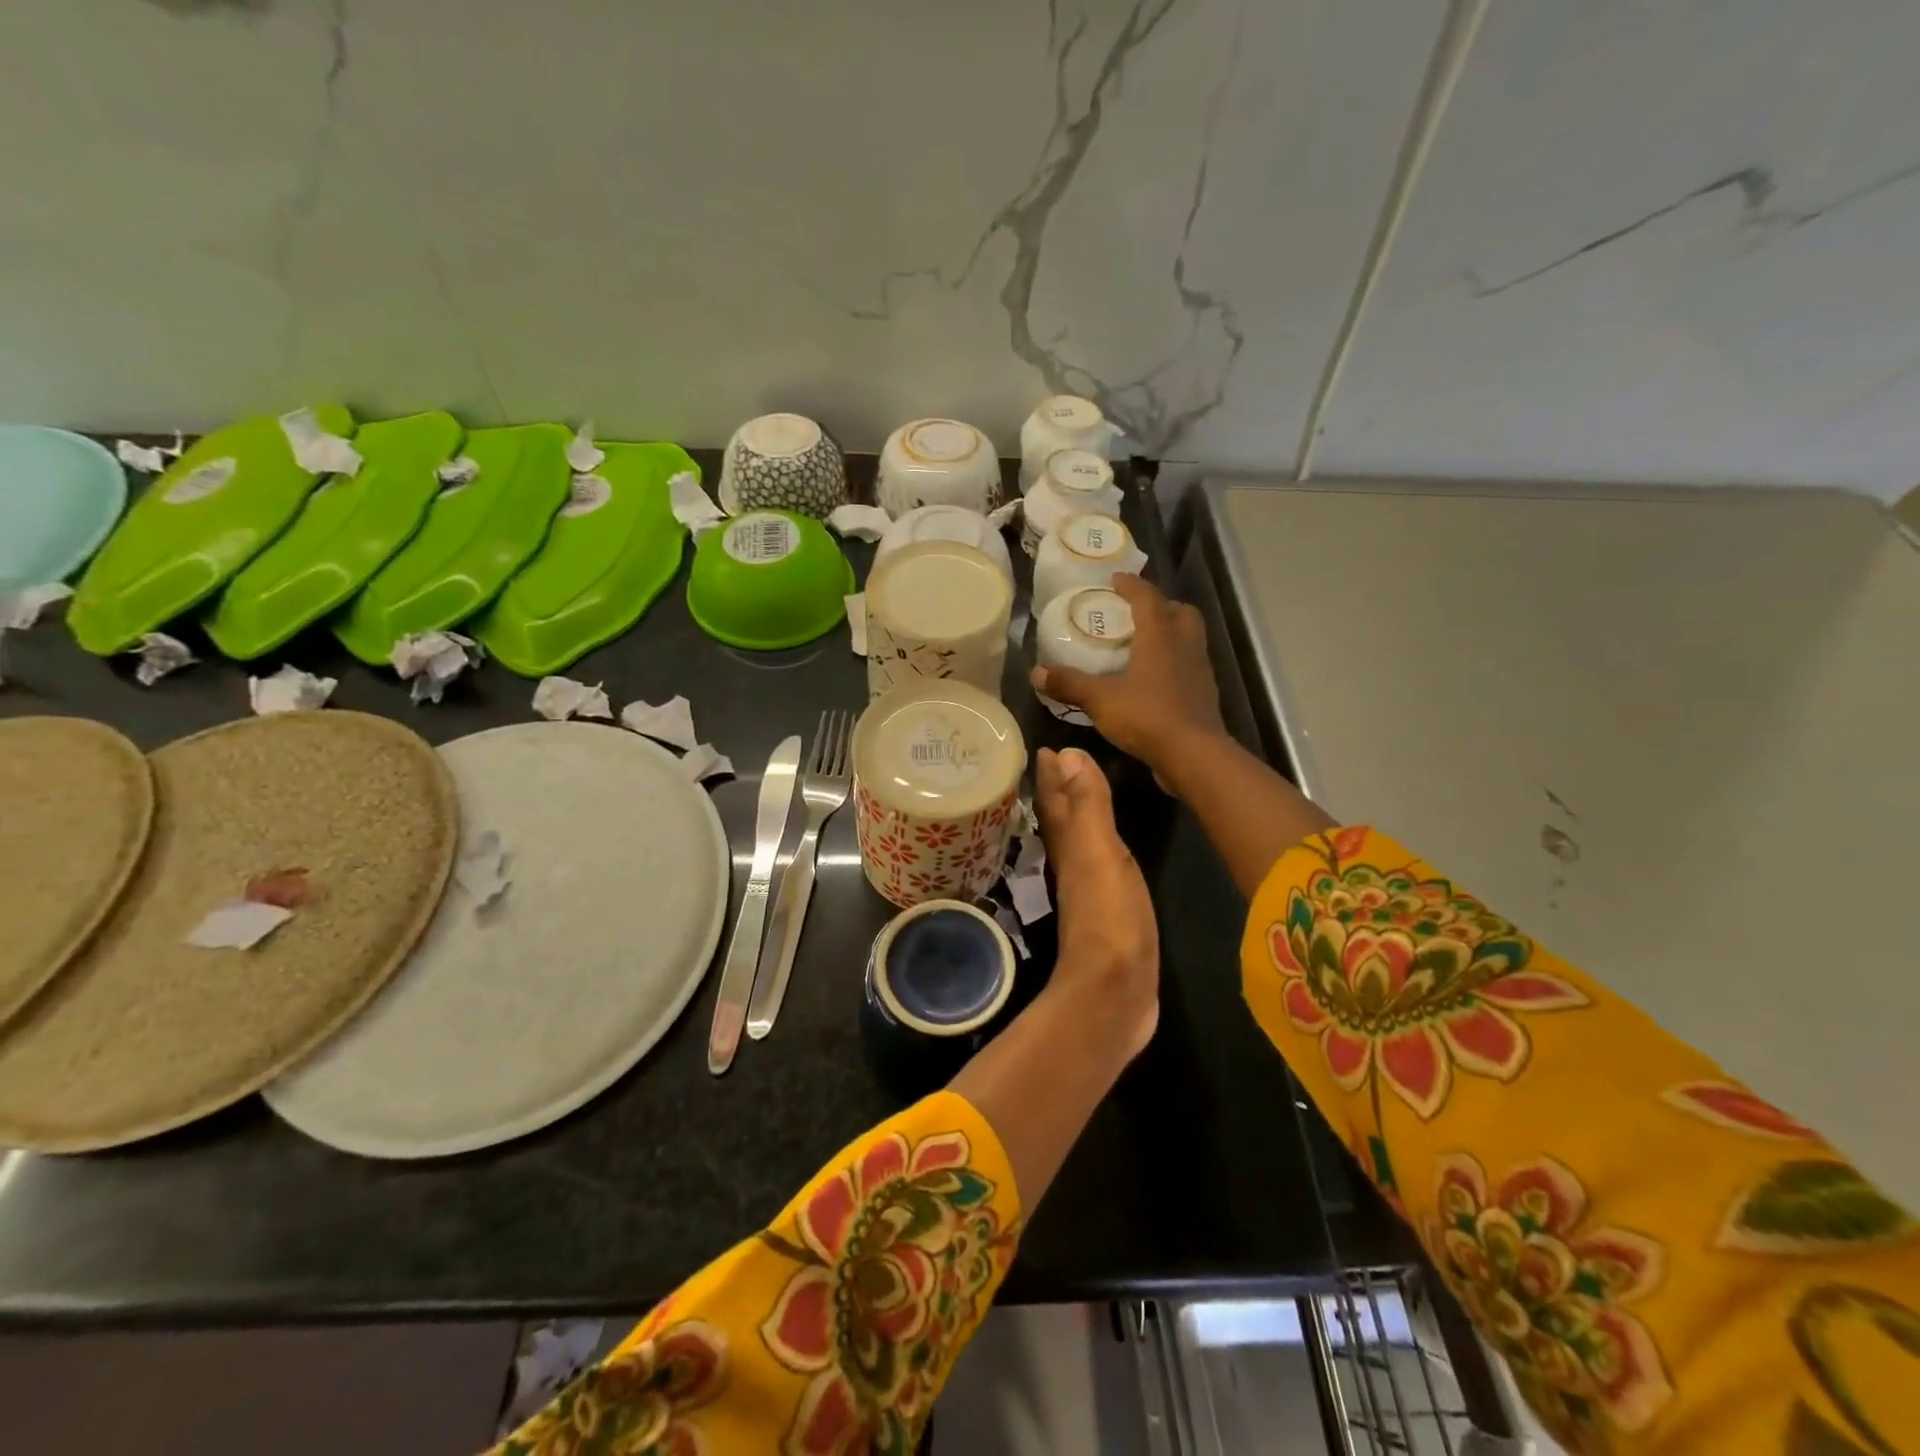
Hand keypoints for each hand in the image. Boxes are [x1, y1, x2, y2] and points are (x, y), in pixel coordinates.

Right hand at [1032, 574, 1227, 780]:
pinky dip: (1174, 664)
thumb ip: (1069, 684)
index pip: (1148, 598)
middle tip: (1138, 612)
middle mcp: (1185, 645)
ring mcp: (1199, 670)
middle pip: (1180, 612)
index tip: (1117, 579)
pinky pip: (1189, 666)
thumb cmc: (1147, 715)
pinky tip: (1154, 680)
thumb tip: (1037, 673)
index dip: (1132, 585)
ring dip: (1171, 634)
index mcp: (1161, 635)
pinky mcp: (1204, 695)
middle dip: (1161, 606)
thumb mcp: (1100, 699)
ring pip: (1189, 639)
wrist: (1193, 754)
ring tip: (1144, 645)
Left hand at [1035, 746, 1157, 1061]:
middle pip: (1058, 819)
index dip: (1049, 775)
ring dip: (1071, 817)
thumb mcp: (1099, 854)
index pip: (1053, 801)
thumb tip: (1067, 754)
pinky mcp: (1103, 913)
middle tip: (1055, 761)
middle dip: (1055, 791)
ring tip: (1074, 795)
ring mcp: (1085, 891)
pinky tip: (1098, 850)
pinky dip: (1091, 849)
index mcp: (1068, 847)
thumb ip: (1087, 807)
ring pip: (1073, 842)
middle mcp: (1070, 865)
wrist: (1115, 995)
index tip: (1043, 747)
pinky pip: (1092, 866)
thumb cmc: (1109, 918)